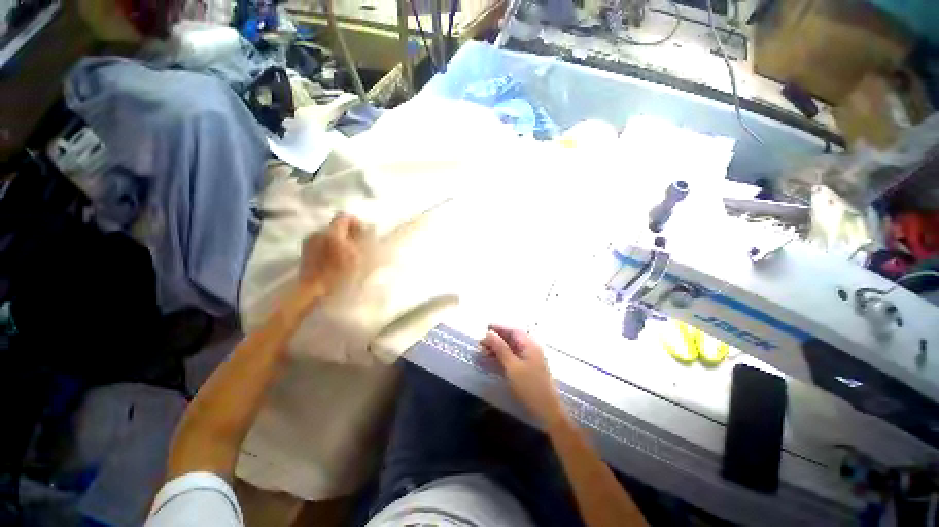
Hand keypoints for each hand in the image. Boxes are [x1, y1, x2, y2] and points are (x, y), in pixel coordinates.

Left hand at [295, 213, 362, 304]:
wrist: (312, 293)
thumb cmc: (339, 276)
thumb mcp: (360, 259)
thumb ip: (367, 241)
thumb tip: (372, 229)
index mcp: (332, 233)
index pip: (345, 216)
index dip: (357, 224)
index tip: (365, 237)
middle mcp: (318, 233)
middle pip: (337, 226)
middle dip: (350, 234)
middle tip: (360, 249)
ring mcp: (309, 242)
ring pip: (330, 236)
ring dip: (341, 243)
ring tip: (348, 258)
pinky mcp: (304, 252)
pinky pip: (322, 244)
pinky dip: (330, 249)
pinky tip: (336, 264)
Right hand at [481, 324, 567, 428]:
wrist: (546, 411)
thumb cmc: (529, 386)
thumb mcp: (511, 366)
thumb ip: (500, 348)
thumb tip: (489, 333)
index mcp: (529, 344)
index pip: (512, 330)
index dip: (499, 328)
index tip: (485, 328)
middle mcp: (531, 348)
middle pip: (512, 338)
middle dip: (497, 338)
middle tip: (481, 342)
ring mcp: (530, 358)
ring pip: (512, 347)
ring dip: (498, 347)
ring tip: (484, 351)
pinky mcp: (528, 368)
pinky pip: (513, 356)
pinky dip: (503, 356)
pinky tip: (494, 359)